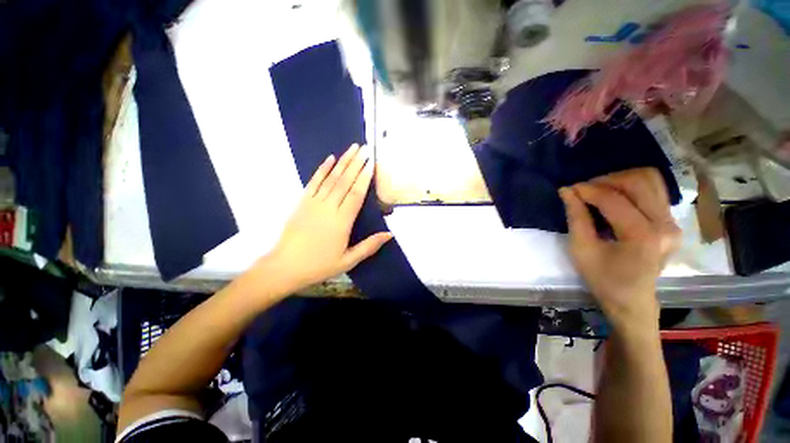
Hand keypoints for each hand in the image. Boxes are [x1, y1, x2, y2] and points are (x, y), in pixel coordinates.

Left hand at [259, 144, 391, 294]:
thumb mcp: (348, 260)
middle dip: (356, 163)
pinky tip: (329, 159)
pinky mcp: (302, 202)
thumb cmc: (319, 265)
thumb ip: (369, 246)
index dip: (365, 178)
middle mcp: (329, 207)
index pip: (356, 194)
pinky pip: (313, 182)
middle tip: (365, 148)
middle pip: (345, 181)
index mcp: (342, 221)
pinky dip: (322, 169)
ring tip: (352, 148)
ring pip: (331, 178)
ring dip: (343, 162)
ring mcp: (313, 203)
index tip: (371, 163)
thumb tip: (390, 234)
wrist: (285, 267)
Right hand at [559, 168, 680, 330]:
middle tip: (585, 189)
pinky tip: (615, 197)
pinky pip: (654, 190)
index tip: (570, 189)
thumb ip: (576, 217)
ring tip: (599, 191)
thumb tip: (567, 191)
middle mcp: (665, 225)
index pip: (614, 200)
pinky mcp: (671, 222)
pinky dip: (632, 187)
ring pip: (651, 180)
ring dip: (621, 180)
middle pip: (639, 182)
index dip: (588, 190)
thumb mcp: (581, 250)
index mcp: (643, 237)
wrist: (632, 300)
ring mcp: (673, 222)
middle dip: (606, 180)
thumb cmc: (603, 279)